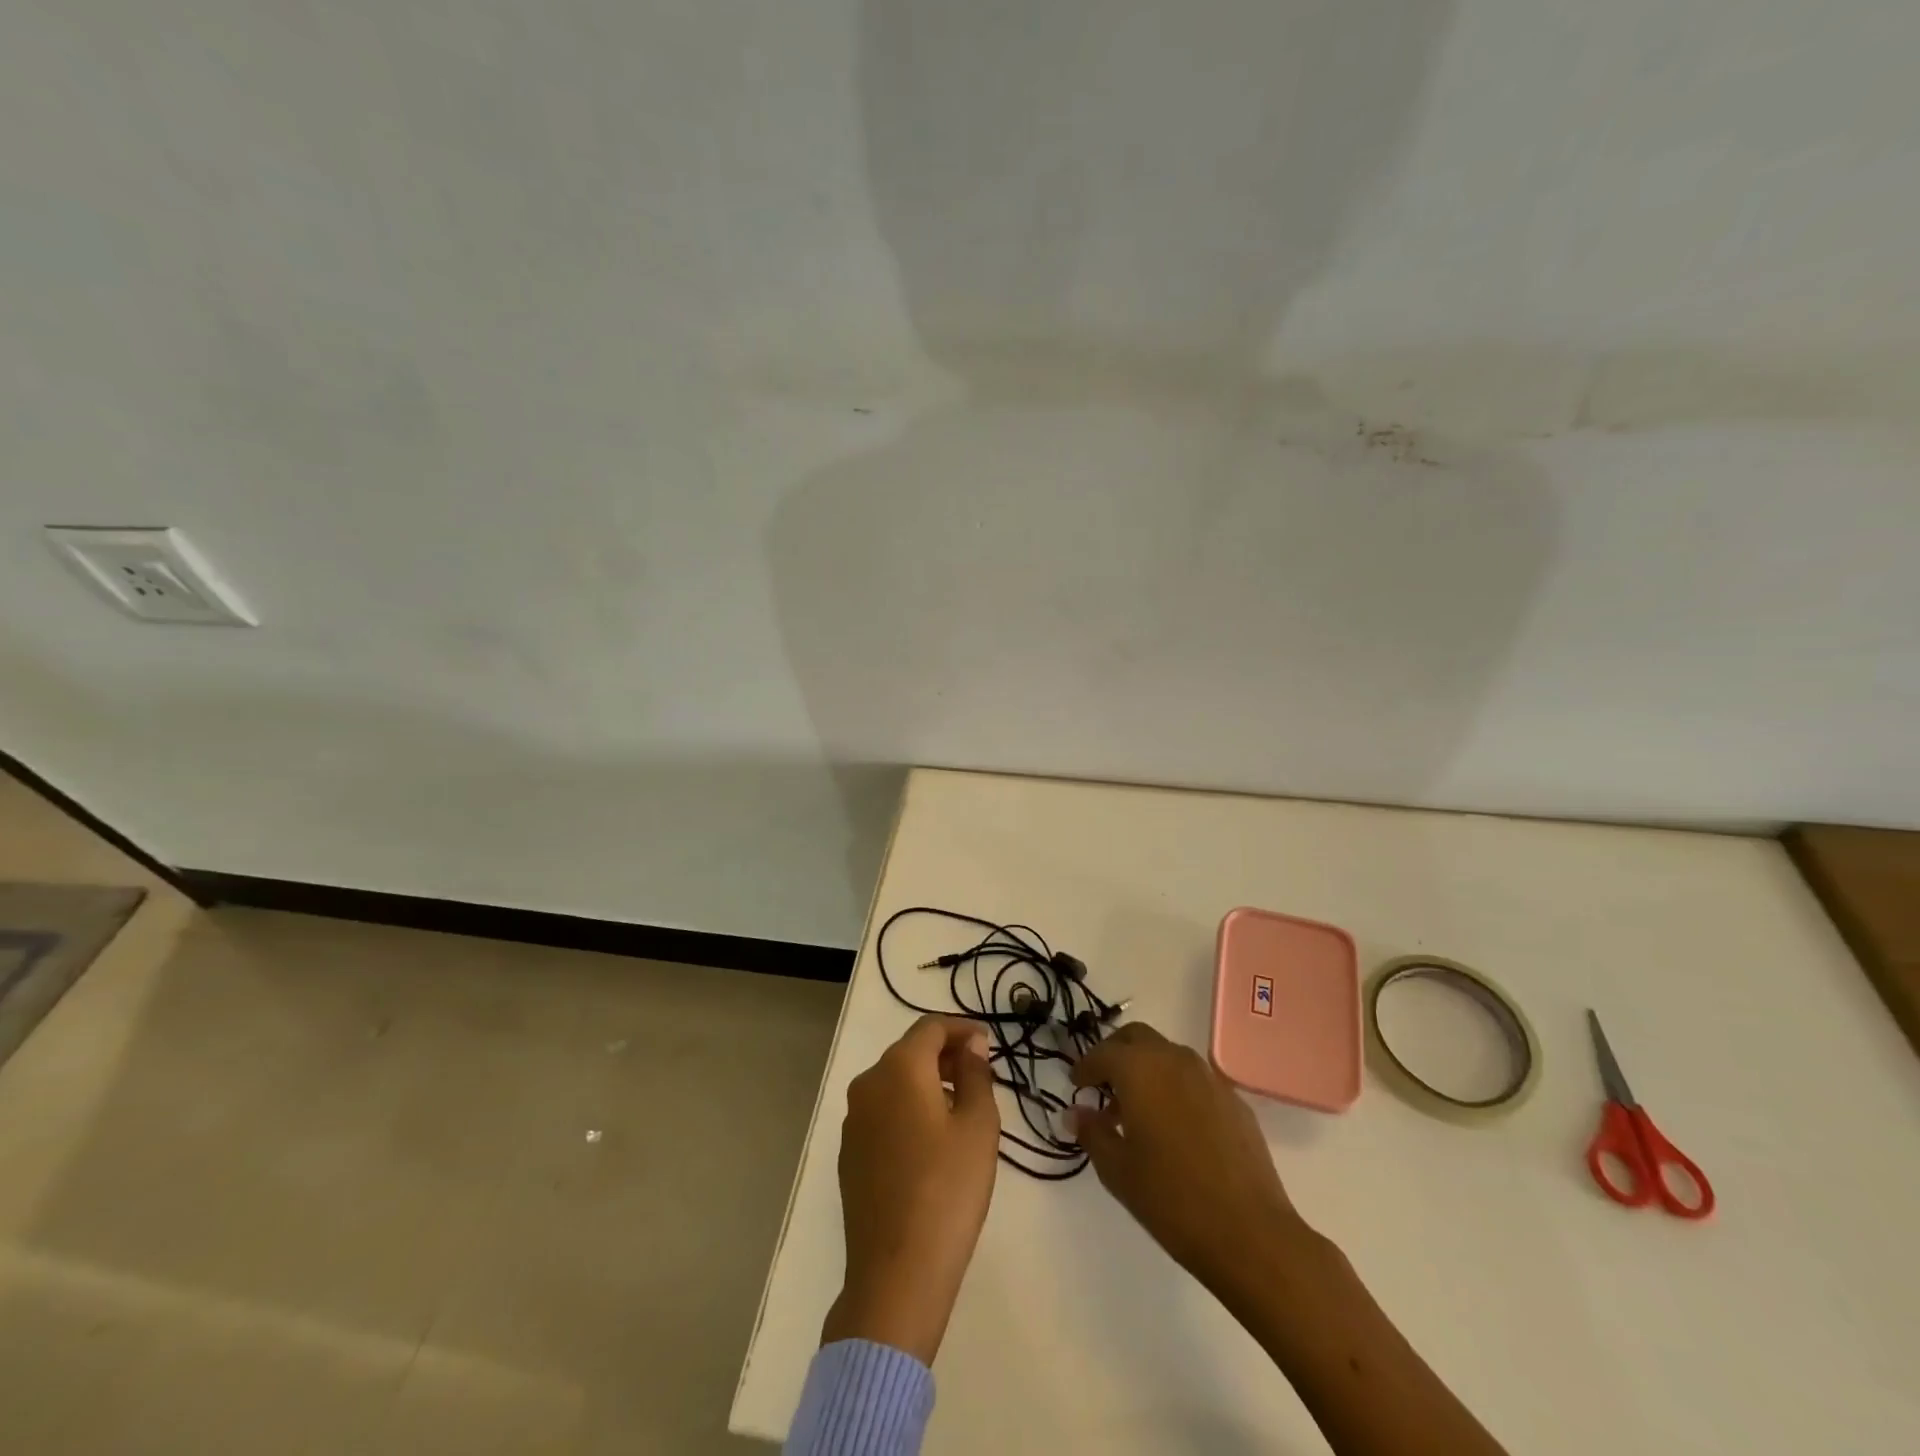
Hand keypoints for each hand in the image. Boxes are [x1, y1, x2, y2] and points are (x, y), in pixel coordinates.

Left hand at [823, 1014, 1000, 1364]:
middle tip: (980, 1074)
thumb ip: (976, 1074)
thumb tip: (970, 1046)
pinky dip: (908, 1110)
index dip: (961, 1029)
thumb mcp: (978, 1127)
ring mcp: (853, 1120)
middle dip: (945, 1055)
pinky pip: (883, 1113)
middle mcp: (868, 1084)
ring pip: (895, 1083)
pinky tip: (931, 1142)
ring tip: (961, 1108)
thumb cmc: (947, 1190)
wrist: (896, 1273)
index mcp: (899, 1068)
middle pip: (909, 1052)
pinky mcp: (850, 1154)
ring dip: (927, 1083)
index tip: (987, 1043)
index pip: (930, 1027)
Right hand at [1071, 1022, 1314, 1298]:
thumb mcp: (1117, 1169)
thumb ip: (1092, 1132)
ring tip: (1137, 1110)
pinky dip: (1175, 1087)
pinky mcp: (1234, 1100)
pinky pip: (1194, 1079)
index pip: (1103, 1053)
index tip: (1076, 1086)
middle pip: (1136, 1037)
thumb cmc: (1171, 1199)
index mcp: (1140, 1069)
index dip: (1085, 1067)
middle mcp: (1174, 1059)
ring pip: (1167, 1054)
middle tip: (1103, 1084)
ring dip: (1147, 1069)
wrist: (1249, 1233)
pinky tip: (1175, 1126)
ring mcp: (1208, 1077)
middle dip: (1116, 1054)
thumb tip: (1075, 1112)